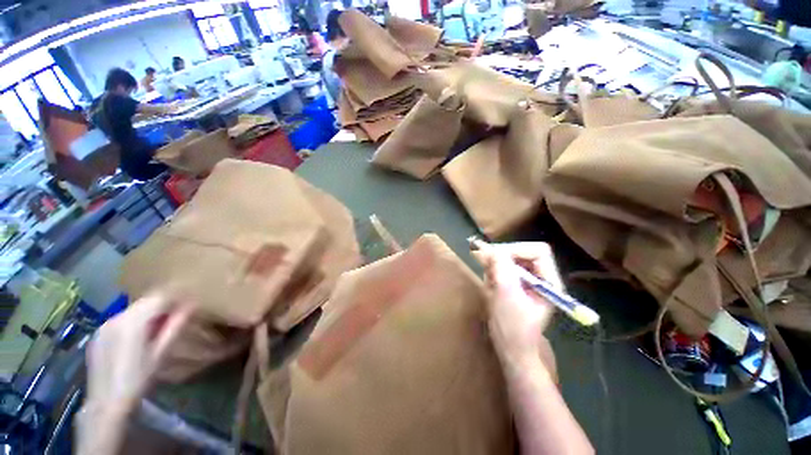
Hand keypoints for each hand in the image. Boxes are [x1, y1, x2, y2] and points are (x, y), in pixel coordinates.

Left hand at [79, 294, 190, 454]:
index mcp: (132, 321)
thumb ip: (174, 327)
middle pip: (144, 302)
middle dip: (162, 305)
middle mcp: (116, 318)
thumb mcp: (160, 353)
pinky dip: (134, 322)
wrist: (106, 404)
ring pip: (132, 310)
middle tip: (177, 315)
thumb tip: (191, 306)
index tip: (189, 303)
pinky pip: (121, 320)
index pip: (159, 298)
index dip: (176, 298)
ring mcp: (104, 326)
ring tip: (160, 326)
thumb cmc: (138, 379)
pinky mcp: (98, 335)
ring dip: (148, 314)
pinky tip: (139, 337)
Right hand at [474, 242, 562, 376]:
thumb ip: (501, 269)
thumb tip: (491, 248)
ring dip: (496, 266)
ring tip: (489, 281)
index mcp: (549, 282)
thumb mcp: (505, 296)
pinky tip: (490, 285)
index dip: (517, 250)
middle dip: (503, 258)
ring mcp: (529, 281)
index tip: (497, 257)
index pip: (538, 251)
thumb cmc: (512, 328)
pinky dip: (493, 272)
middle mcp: (541, 278)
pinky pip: (504, 268)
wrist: (511, 350)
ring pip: (511, 259)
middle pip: (523, 252)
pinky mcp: (517, 284)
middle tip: (486, 266)